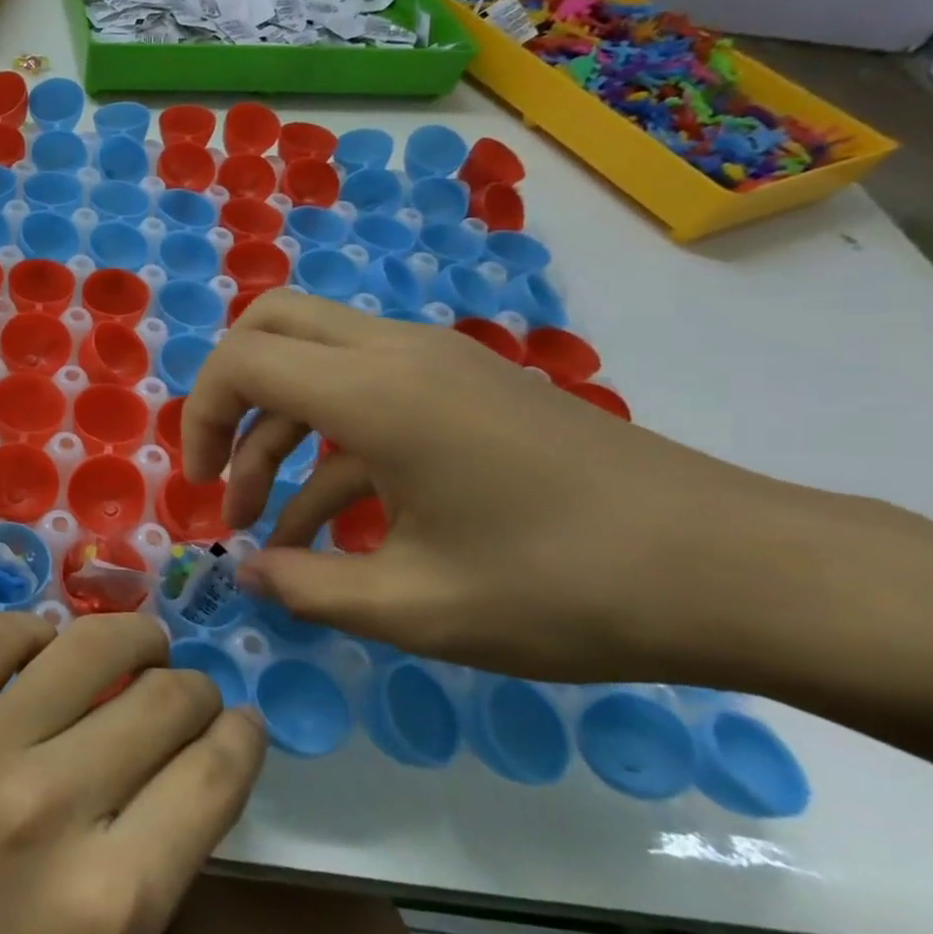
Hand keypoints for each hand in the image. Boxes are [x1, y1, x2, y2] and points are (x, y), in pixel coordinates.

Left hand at [0, 612, 265, 933]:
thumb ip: (160, 866)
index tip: (244, 723)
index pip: (212, 776)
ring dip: (133, 636)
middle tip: (192, 693)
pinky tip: (48, 648)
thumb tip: (195, 763)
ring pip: (86, 646)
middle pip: (162, 701)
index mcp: (111, 901)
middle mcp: (50, 808)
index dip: (242, 738)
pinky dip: (36, 630)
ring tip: (143, 645)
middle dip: (196, 690)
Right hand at [182, 289, 829, 683]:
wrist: (732, 569)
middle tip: (222, 469)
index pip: (241, 360)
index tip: (201, 488)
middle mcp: (395, 352)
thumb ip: (306, 587)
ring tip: (264, 521)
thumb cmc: (562, 586)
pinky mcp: (462, 386)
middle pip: (270, 326)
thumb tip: (245, 574)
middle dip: (227, 395)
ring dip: (276, 429)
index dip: (201, 417)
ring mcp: (434, 362)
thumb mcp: (414, 607)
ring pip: (313, 360)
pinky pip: (364, 391)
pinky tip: (326, 527)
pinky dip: (327, 444)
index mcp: (373, 392)